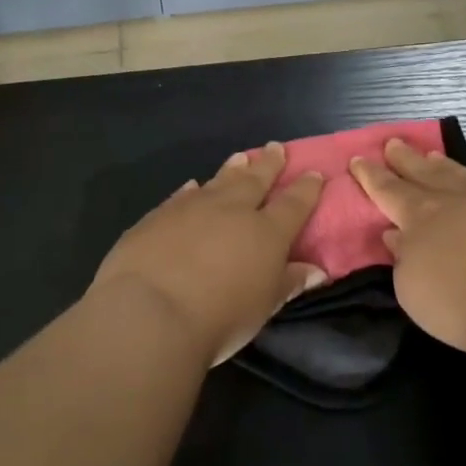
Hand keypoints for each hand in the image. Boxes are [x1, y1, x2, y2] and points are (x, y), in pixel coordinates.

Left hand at [93, 142, 326, 366]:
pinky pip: (182, 195)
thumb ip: (288, 283)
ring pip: (219, 181)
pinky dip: (192, 189)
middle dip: (269, 164)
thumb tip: (315, 270)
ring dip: (233, 169)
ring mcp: (193, 208)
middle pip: (256, 180)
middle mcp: (233, 211)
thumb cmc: (219, 318)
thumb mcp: (262, 308)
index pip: (294, 204)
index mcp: (267, 233)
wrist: (150, 312)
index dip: (306, 189)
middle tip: (275, 147)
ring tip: (241, 157)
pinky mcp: (158, 215)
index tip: (314, 173)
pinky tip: (193, 185)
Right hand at [351, 139, 465, 362]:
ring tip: (430, 156)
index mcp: (418, 216)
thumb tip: (396, 235)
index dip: (371, 176)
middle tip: (392, 143)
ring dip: (439, 165)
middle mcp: (451, 202)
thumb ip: (402, 258)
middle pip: (422, 173)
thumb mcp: (411, 288)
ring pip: (456, 176)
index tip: (358, 159)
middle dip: (404, 159)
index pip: (388, 190)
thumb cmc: (458, 303)